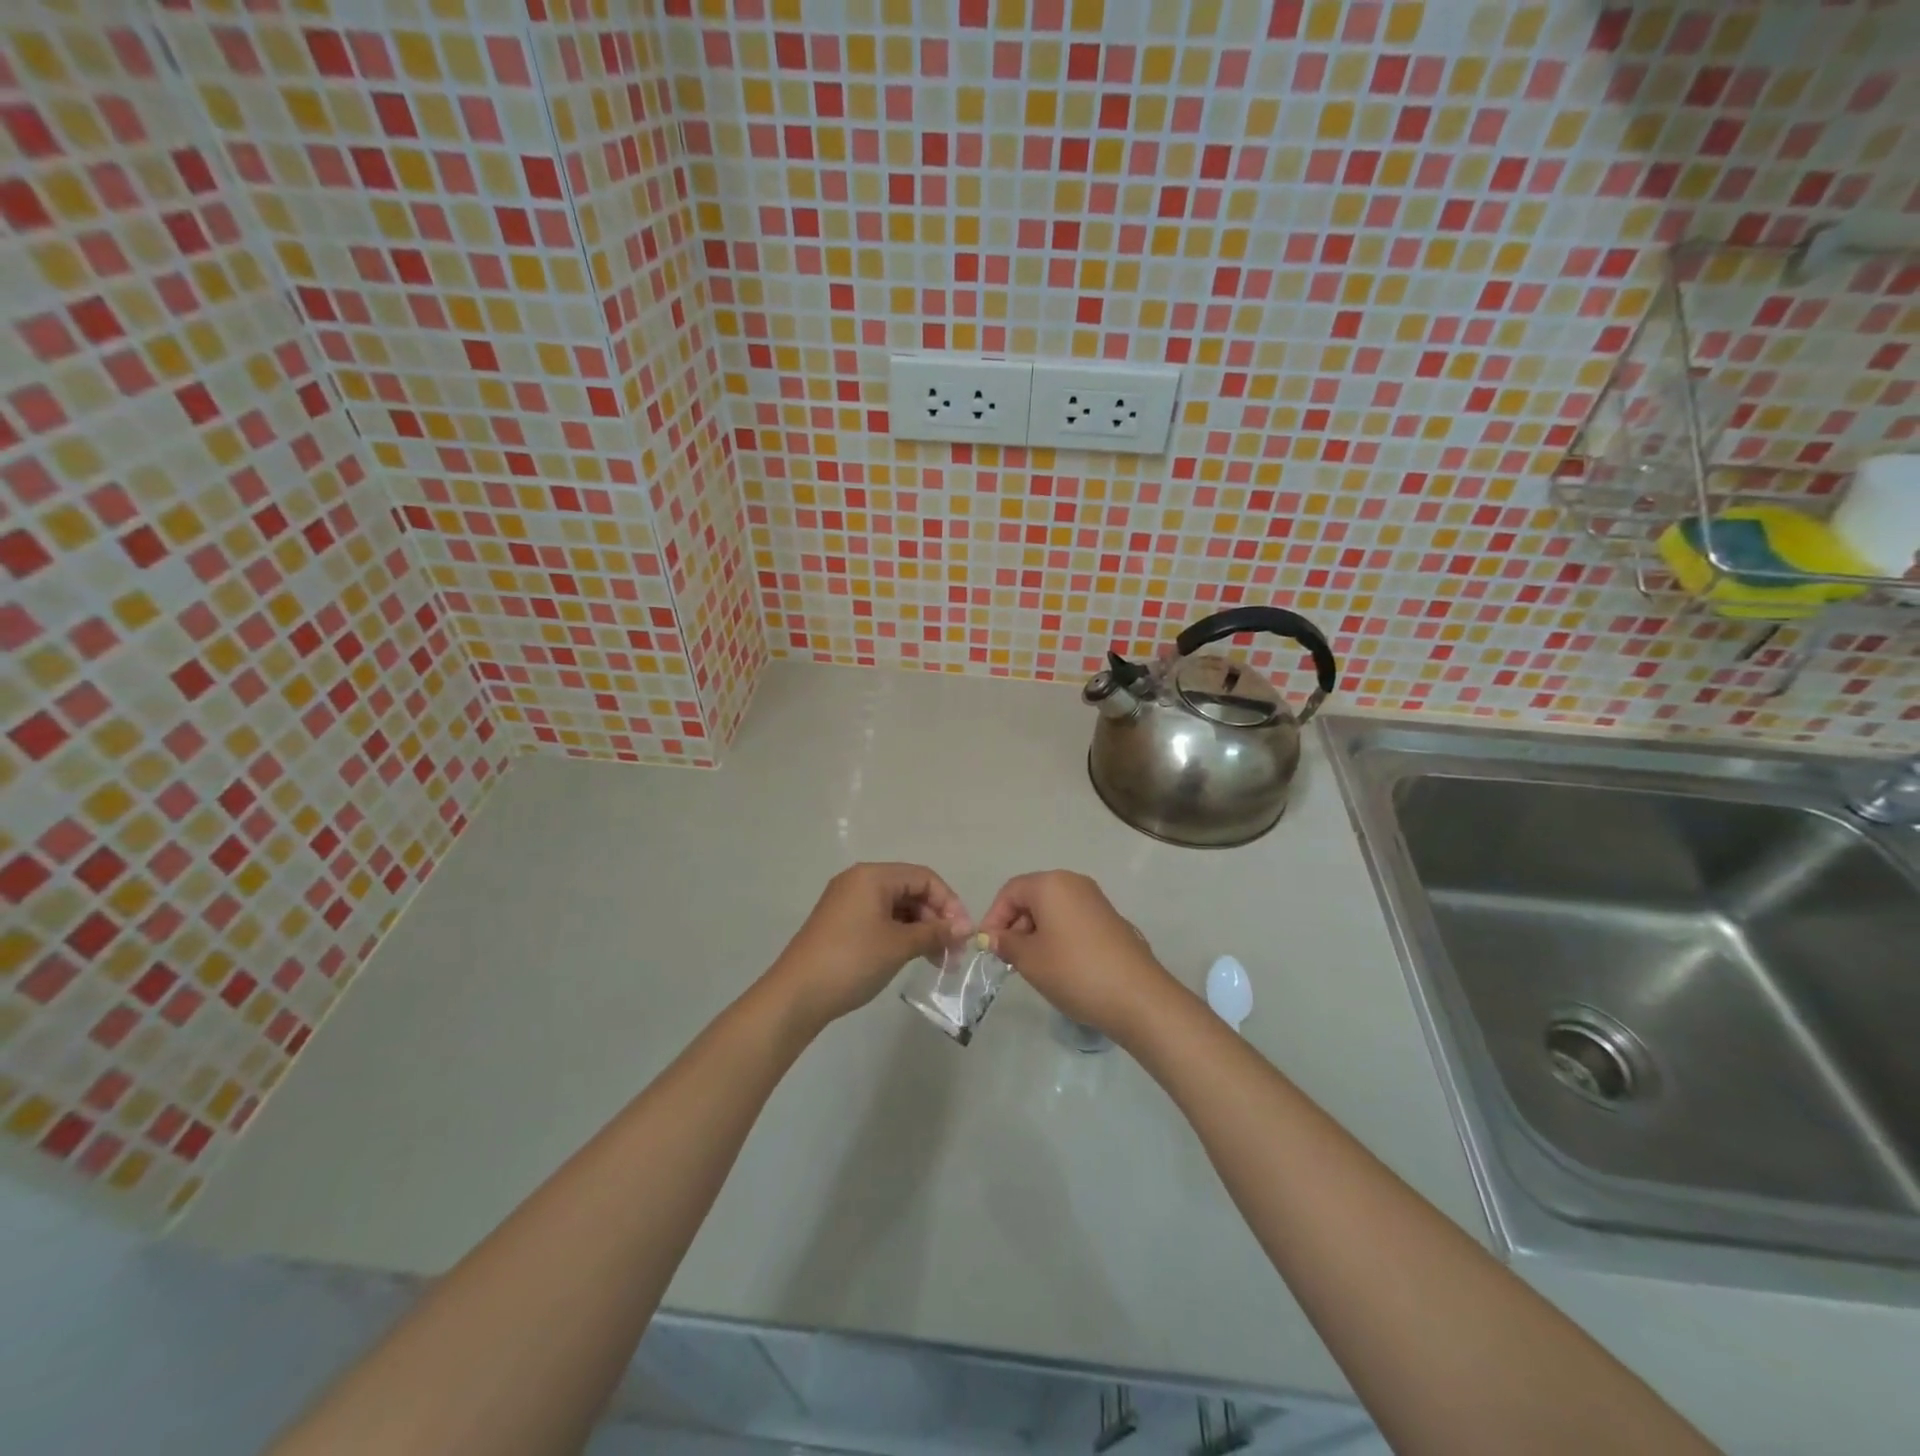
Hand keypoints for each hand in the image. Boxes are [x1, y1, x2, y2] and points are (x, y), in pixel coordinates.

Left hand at [765, 863, 970, 1028]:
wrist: (796, 995)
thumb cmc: (852, 961)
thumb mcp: (899, 946)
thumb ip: (935, 933)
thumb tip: (965, 929)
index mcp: (873, 876)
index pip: (924, 878)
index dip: (949, 903)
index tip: (963, 935)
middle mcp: (859, 880)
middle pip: (911, 890)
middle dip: (936, 918)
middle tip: (953, 952)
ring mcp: (847, 902)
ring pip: (897, 907)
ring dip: (921, 929)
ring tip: (937, 960)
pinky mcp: (841, 923)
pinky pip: (880, 919)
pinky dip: (901, 934)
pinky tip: (912, 957)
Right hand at [979, 871, 1174, 1041]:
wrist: (1137, 996)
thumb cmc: (1074, 971)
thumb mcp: (1029, 959)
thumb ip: (1006, 943)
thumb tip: (992, 937)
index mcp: (1051, 884)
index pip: (1010, 891)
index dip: (994, 917)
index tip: (988, 947)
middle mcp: (1074, 883)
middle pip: (1032, 897)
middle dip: (1015, 925)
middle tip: (1008, 958)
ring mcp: (1095, 900)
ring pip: (1053, 909)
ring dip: (1036, 932)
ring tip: (1032, 965)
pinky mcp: (1110, 919)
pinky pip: (1072, 919)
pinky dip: (1058, 936)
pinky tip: (1059, 965)